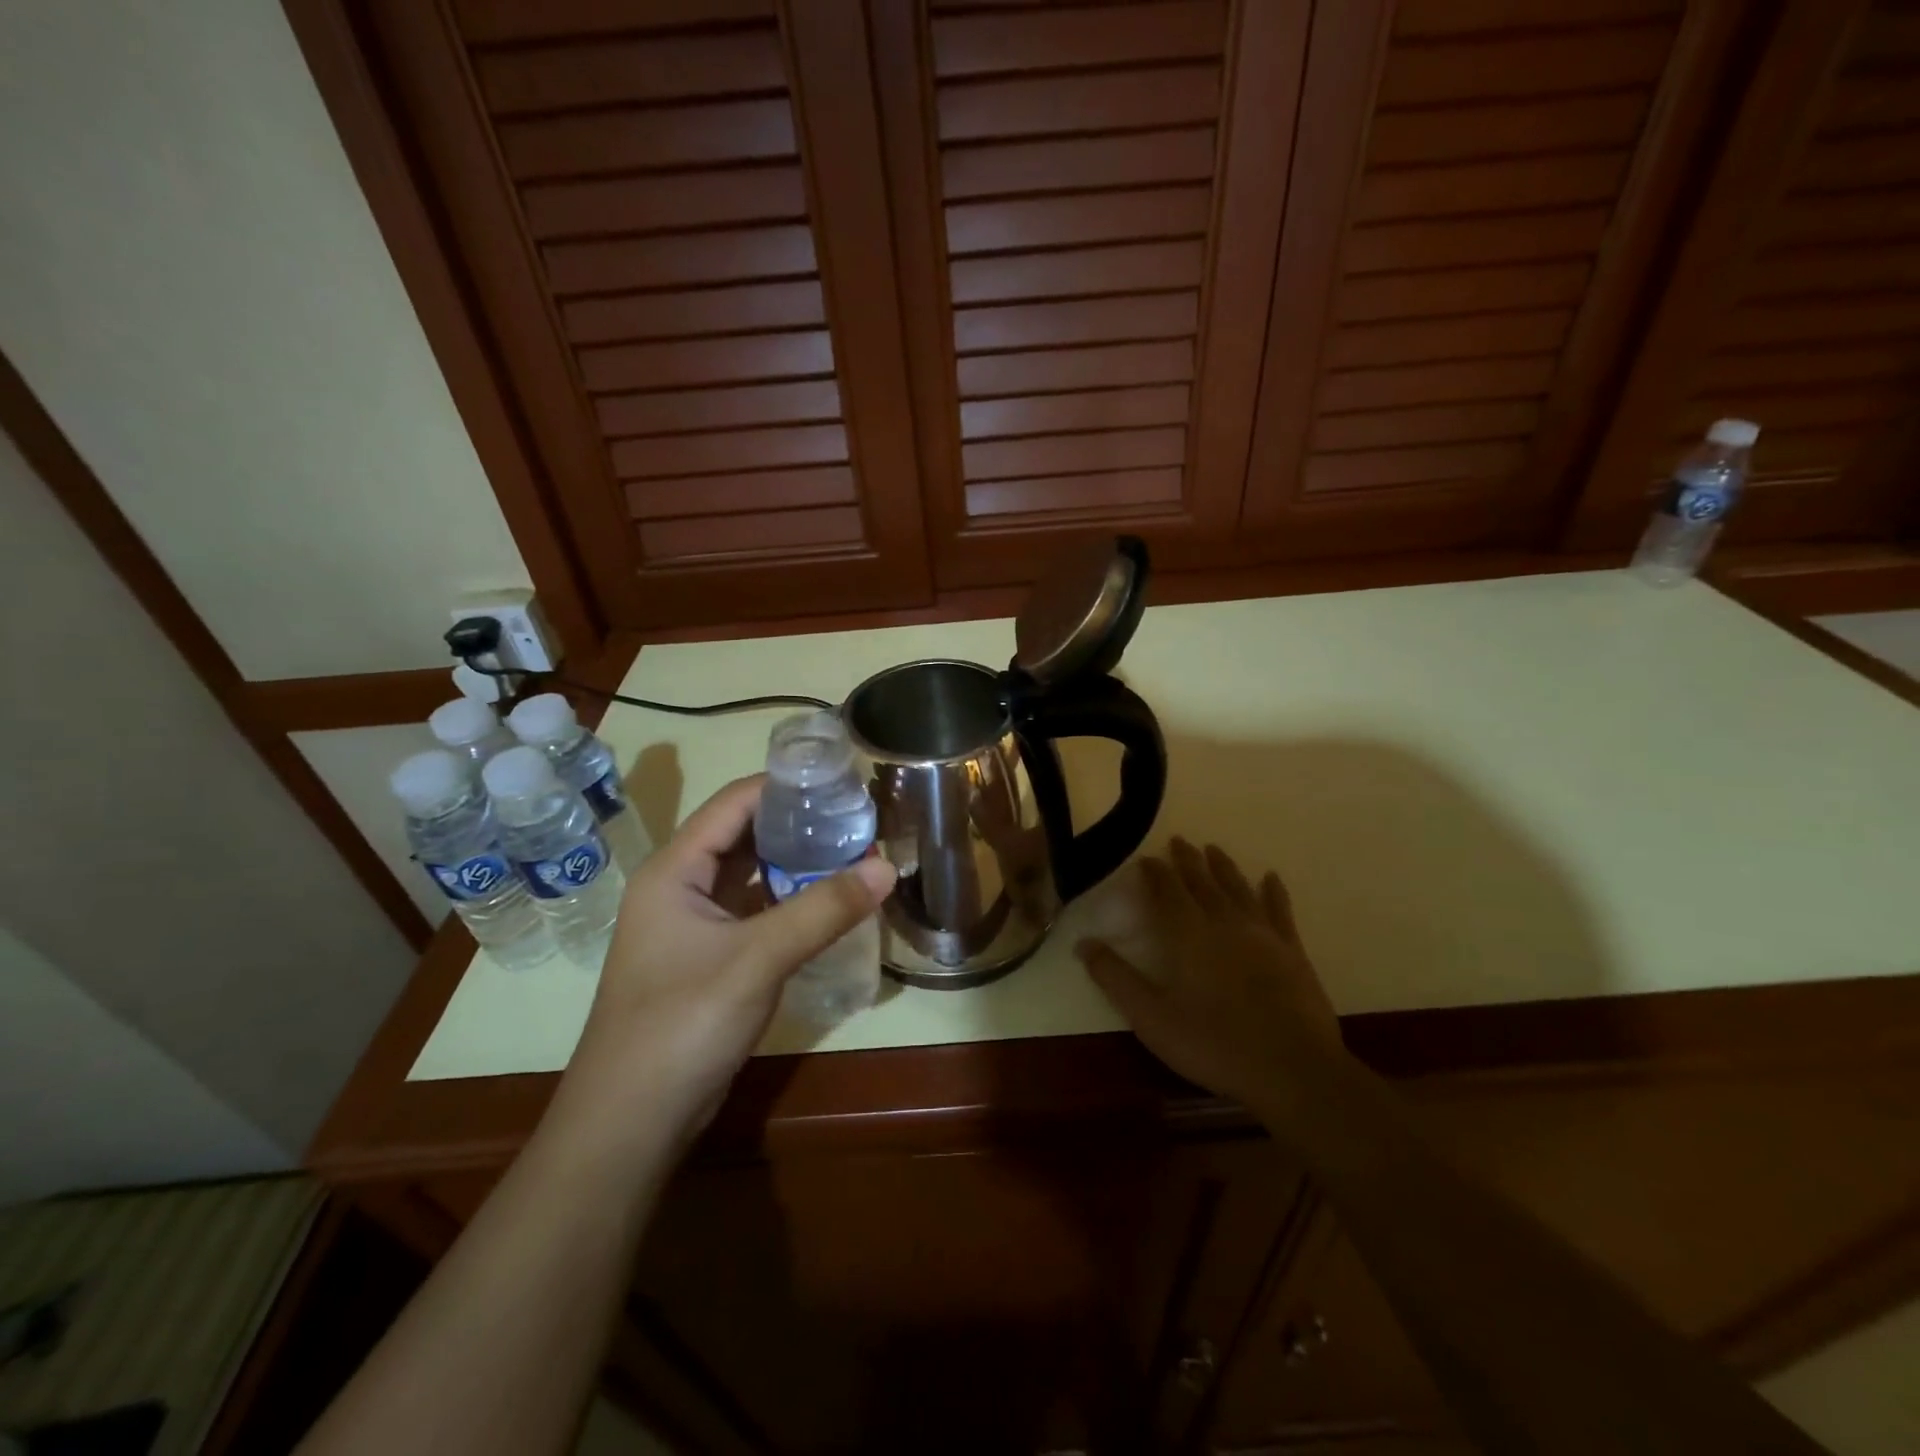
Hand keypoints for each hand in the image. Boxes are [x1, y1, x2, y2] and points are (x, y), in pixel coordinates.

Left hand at [554, 775, 895, 1152]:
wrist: (630, 1124)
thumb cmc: (682, 1024)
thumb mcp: (757, 960)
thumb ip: (823, 910)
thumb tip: (886, 868)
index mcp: (674, 870)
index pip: (734, 803)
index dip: (785, 786)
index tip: (841, 781)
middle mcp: (679, 887)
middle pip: (743, 835)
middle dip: (799, 824)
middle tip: (857, 819)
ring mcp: (692, 925)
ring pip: (750, 875)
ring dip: (796, 864)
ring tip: (853, 852)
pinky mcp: (708, 958)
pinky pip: (753, 911)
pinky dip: (789, 900)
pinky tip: (828, 902)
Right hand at [1076, 839, 1341, 1116]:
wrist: (1293, 1070)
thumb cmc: (1214, 1044)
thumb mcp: (1152, 1018)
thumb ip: (1115, 978)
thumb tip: (1083, 943)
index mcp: (1188, 935)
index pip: (1167, 892)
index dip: (1155, 873)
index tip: (1146, 859)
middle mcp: (1224, 923)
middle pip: (1202, 882)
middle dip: (1187, 861)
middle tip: (1178, 840)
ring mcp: (1262, 935)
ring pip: (1238, 889)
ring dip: (1223, 867)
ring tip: (1213, 849)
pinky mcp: (1293, 952)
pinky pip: (1280, 911)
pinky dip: (1274, 892)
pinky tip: (1271, 877)